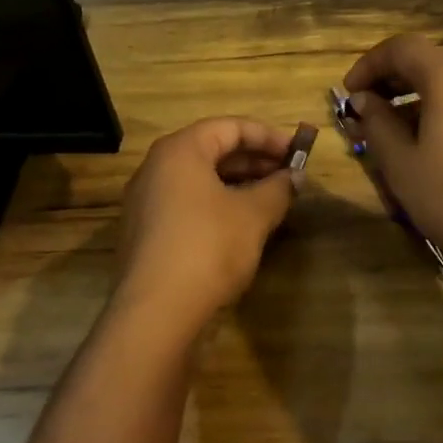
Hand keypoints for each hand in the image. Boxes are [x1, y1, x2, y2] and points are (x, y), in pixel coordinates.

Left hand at [112, 117, 302, 338]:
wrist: (155, 314)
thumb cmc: (208, 247)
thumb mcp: (254, 214)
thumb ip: (278, 189)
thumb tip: (295, 177)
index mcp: (180, 150)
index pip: (230, 127)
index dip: (268, 136)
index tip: (297, 152)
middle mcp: (156, 167)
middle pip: (212, 150)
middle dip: (254, 161)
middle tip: (288, 176)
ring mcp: (145, 202)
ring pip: (199, 179)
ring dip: (238, 184)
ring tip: (271, 200)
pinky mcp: (145, 233)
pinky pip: (187, 204)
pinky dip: (217, 205)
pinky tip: (242, 226)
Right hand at [343, 36, 442, 326]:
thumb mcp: (402, 164)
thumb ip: (377, 122)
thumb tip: (364, 100)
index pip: (402, 48)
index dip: (369, 64)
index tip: (349, 93)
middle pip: (431, 60)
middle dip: (394, 80)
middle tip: (368, 110)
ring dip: (421, 96)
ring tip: (396, 130)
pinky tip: (434, 144)